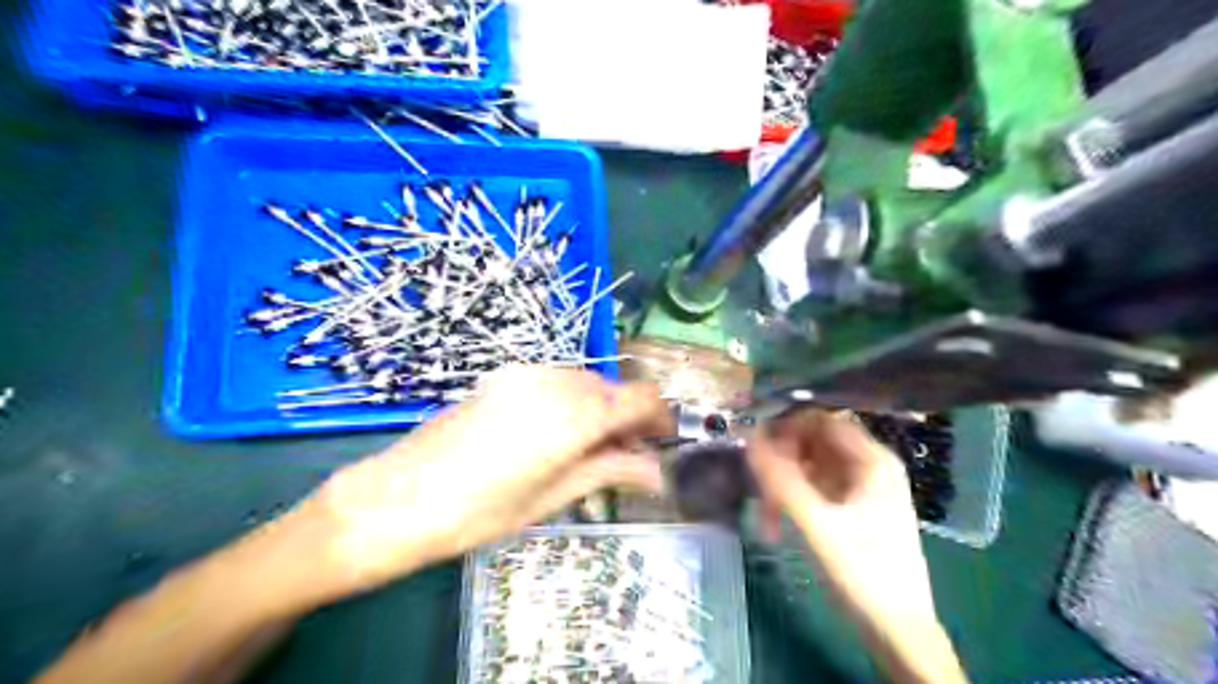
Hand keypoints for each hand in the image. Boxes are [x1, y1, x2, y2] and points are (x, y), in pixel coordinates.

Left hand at [300, 367, 668, 596]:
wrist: (399, 495)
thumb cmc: (479, 510)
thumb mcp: (553, 496)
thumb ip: (610, 471)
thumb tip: (655, 471)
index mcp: (576, 413)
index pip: (642, 397)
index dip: (660, 418)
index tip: (661, 443)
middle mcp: (557, 380)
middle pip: (615, 388)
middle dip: (629, 418)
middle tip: (627, 457)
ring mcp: (528, 373)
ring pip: (587, 382)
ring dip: (600, 409)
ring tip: (590, 449)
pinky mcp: (506, 376)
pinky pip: (557, 381)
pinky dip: (572, 402)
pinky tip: (556, 434)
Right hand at [747, 412, 933, 630]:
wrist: (898, 632)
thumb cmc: (863, 573)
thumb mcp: (817, 524)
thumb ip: (781, 478)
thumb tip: (749, 435)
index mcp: (872, 460)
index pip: (821, 419)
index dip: (786, 424)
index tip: (753, 442)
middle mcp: (869, 465)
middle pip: (814, 442)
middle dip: (781, 459)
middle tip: (755, 483)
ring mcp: (862, 487)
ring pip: (811, 466)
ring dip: (783, 483)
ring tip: (765, 515)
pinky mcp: (853, 508)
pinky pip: (815, 488)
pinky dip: (794, 499)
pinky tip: (777, 524)